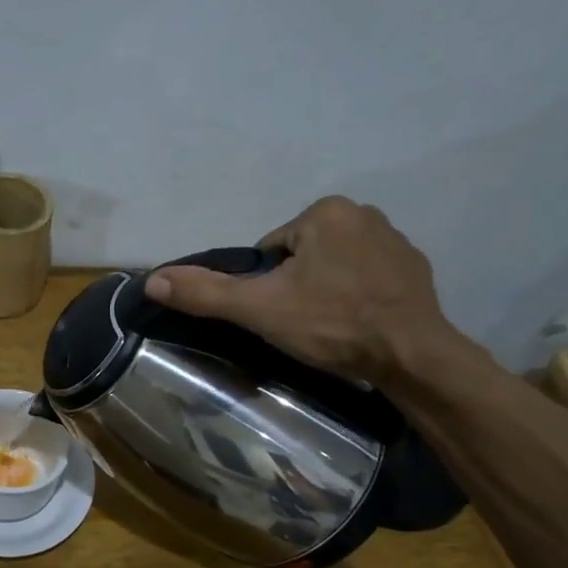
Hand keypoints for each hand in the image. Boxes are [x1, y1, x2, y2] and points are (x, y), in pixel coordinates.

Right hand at [143, 197, 463, 385]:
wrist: (411, 355)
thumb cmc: (331, 324)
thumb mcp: (259, 310)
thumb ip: (206, 293)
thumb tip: (153, 280)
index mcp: (325, 212)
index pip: (270, 250)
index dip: (265, 286)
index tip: (279, 314)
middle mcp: (363, 213)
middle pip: (302, 256)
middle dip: (296, 287)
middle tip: (303, 325)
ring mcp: (395, 240)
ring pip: (334, 267)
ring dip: (326, 292)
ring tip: (331, 328)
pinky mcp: (415, 268)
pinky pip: (367, 278)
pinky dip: (357, 298)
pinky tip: (359, 325)